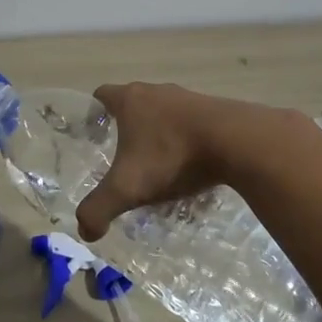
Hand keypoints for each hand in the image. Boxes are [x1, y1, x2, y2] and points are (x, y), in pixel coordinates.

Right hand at [75, 82, 233, 241]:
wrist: (236, 141)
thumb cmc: (172, 155)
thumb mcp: (128, 188)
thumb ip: (99, 208)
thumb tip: (84, 230)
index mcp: (130, 100)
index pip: (102, 95)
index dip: (94, 114)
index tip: (94, 136)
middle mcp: (156, 91)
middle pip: (134, 105)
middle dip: (128, 129)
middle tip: (125, 159)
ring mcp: (188, 98)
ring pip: (165, 114)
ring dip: (160, 135)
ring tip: (161, 168)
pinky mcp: (215, 109)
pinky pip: (192, 124)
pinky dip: (187, 140)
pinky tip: (192, 166)